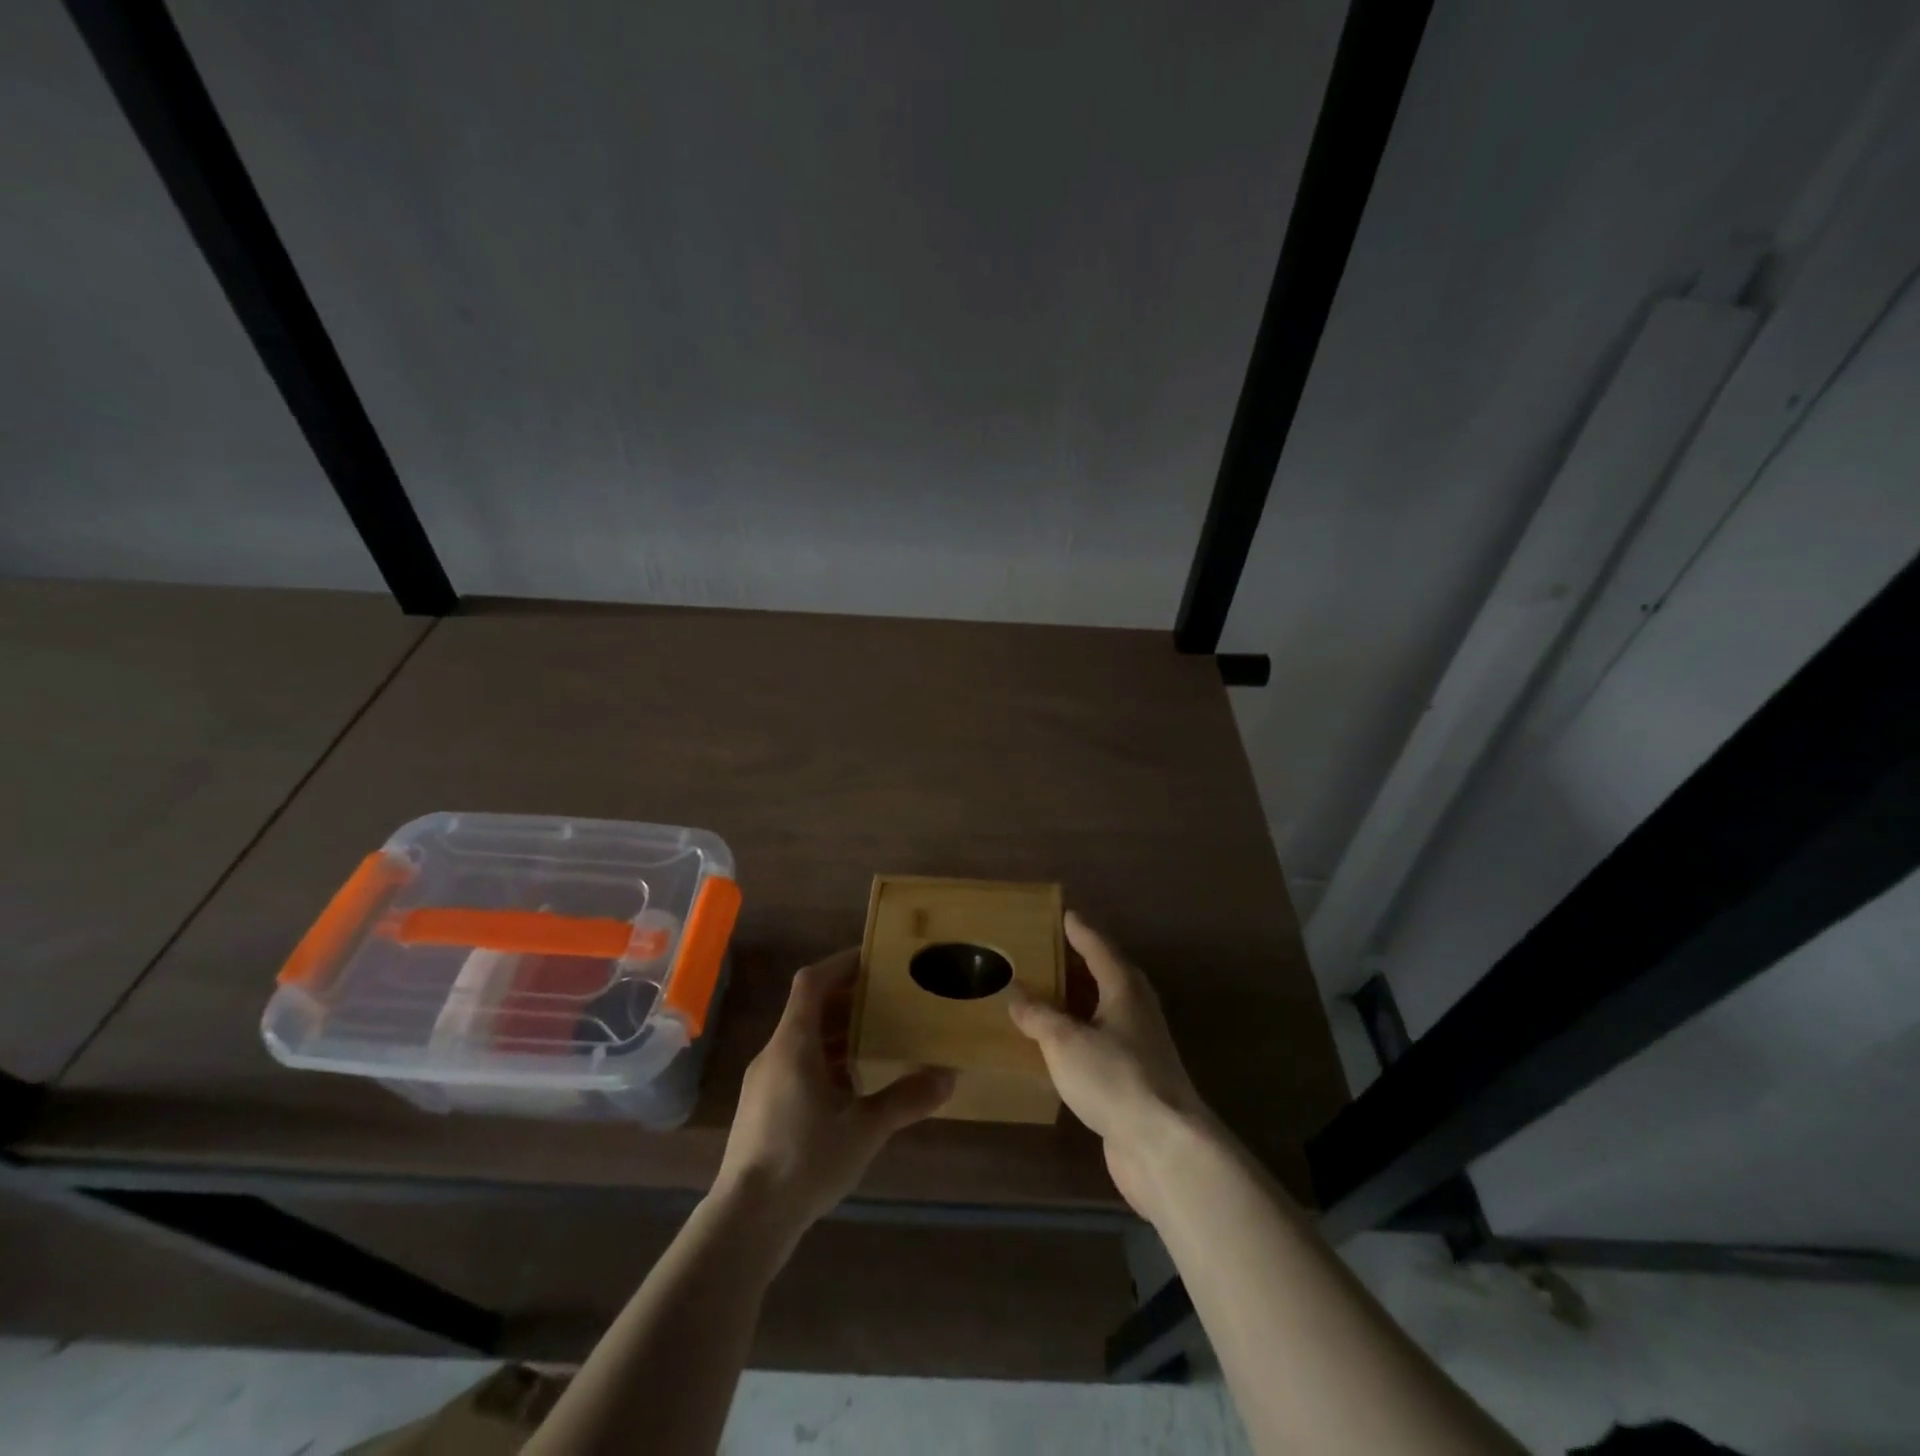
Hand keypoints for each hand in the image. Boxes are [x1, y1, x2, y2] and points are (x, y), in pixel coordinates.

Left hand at [713, 949, 953, 1249]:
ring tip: (877, 1040)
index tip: (874, 959)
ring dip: (837, 1033)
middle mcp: (774, 1053)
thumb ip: (905, 1099)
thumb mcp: (863, 1129)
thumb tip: (949, 1076)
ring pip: (802, 1040)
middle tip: (888, 1000)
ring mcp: (763, 1082)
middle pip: (809, 1009)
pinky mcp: (761, 1108)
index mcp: (793, 1044)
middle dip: (848, 1000)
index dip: (841, 964)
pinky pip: (796, 1066)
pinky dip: (824, 1061)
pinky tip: (852, 1088)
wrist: (745, 1221)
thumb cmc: (803, 1161)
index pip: (812, 982)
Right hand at [1009, 912, 1211, 1222]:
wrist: (1163, 1146)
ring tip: (1036, 995)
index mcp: (1123, 987)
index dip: (1077, 930)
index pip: (1097, 946)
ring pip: (1099, 1011)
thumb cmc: (1115, 1077)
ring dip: (1072, 1003)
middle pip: (1101, 975)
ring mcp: (1137, 1045)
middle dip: (1071, 964)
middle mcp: (1134, 1009)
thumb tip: (1016, 994)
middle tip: (1037, 953)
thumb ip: (1038, 1015)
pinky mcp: (1132, 1077)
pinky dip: (1075, 1036)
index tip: (1061, 914)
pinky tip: (1053, 1045)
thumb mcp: (1065, 1041)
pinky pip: (1098, 1042)